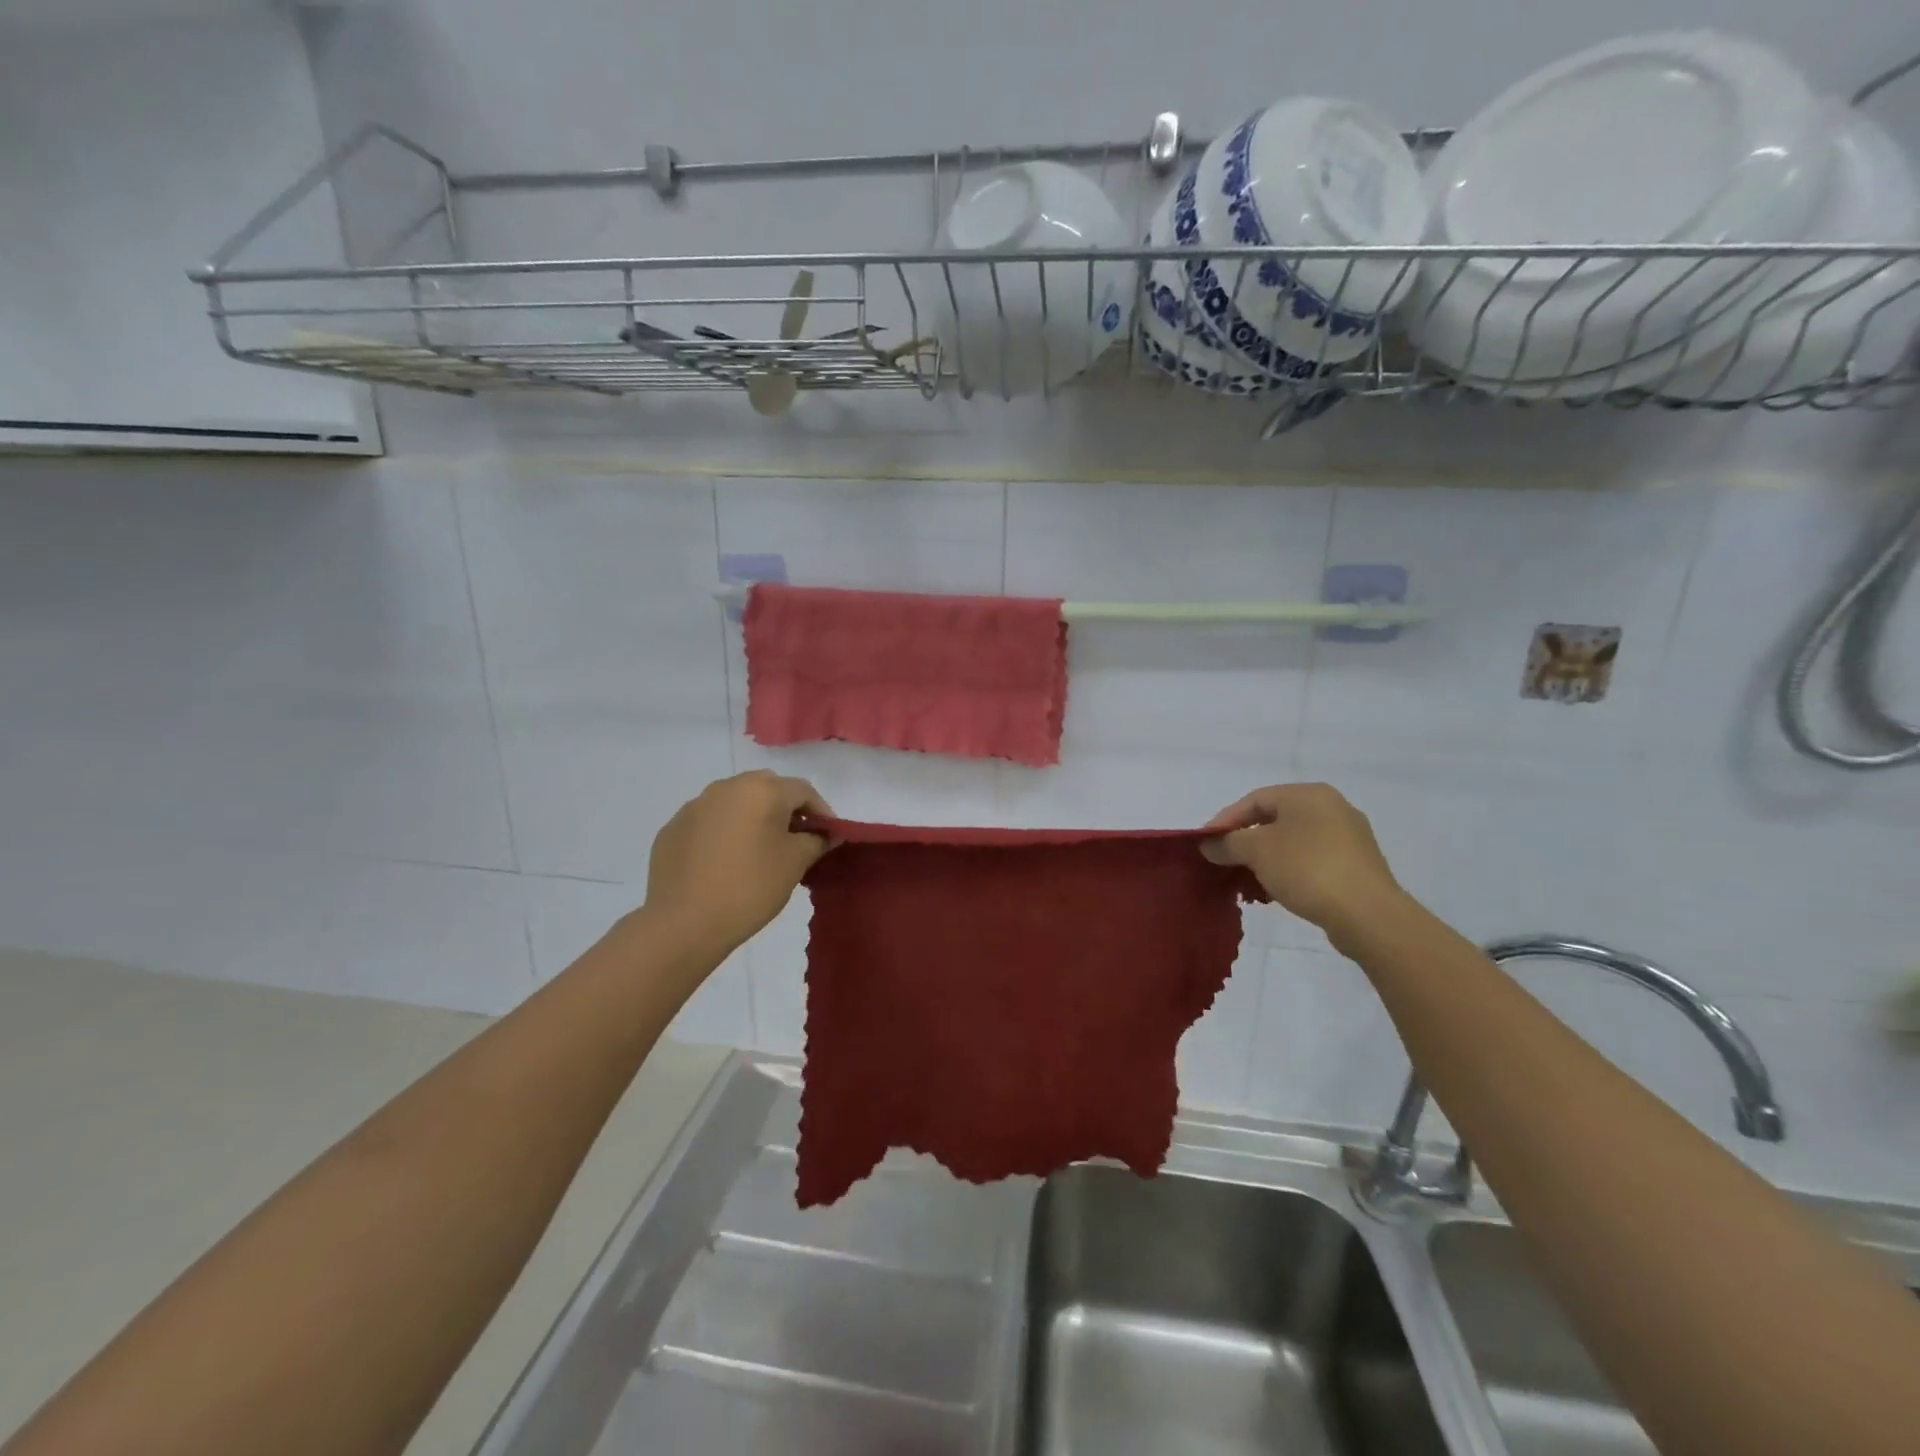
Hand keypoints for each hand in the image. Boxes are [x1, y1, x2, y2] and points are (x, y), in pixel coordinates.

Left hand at [643, 771, 834, 958]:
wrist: (683, 923)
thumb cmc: (750, 887)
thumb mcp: (795, 864)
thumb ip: (816, 841)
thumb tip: (827, 834)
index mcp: (761, 790)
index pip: (803, 790)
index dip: (821, 812)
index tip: (828, 837)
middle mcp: (727, 787)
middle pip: (767, 789)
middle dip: (785, 810)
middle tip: (795, 840)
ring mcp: (695, 806)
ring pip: (735, 802)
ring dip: (752, 818)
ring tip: (759, 851)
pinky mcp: (673, 828)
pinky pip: (709, 822)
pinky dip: (724, 832)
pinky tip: (725, 862)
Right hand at [1201, 783, 1401, 933]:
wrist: (1368, 914)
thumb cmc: (1307, 869)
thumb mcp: (1256, 851)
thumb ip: (1228, 843)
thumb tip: (1209, 844)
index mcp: (1309, 794)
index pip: (1254, 800)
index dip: (1226, 820)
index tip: (1206, 844)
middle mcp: (1332, 807)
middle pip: (1275, 819)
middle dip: (1245, 841)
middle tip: (1224, 861)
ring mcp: (1350, 837)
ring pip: (1294, 841)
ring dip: (1267, 858)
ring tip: (1248, 880)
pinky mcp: (1358, 865)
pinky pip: (1313, 860)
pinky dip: (1290, 870)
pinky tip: (1278, 891)